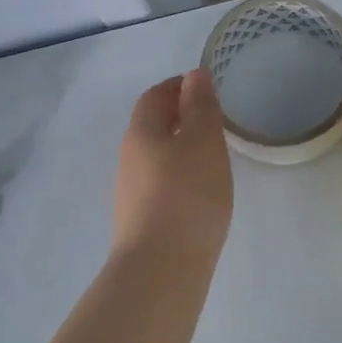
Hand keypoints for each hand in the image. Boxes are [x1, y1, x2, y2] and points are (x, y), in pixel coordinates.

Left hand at [113, 67, 233, 260]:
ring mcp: (131, 192)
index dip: (178, 87)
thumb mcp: (203, 142)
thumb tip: (194, 75)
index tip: (204, 88)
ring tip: (212, 156)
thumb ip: (201, 107)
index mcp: (141, 133)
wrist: (162, 267)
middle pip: (152, 127)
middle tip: (212, 119)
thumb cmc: (188, 195)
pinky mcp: (140, 220)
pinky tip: (200, 192)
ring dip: (179, 148)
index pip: (155, 97)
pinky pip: (160, 184)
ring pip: (155, 157)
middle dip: (179, 117)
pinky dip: (179, 176)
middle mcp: (129, 158)